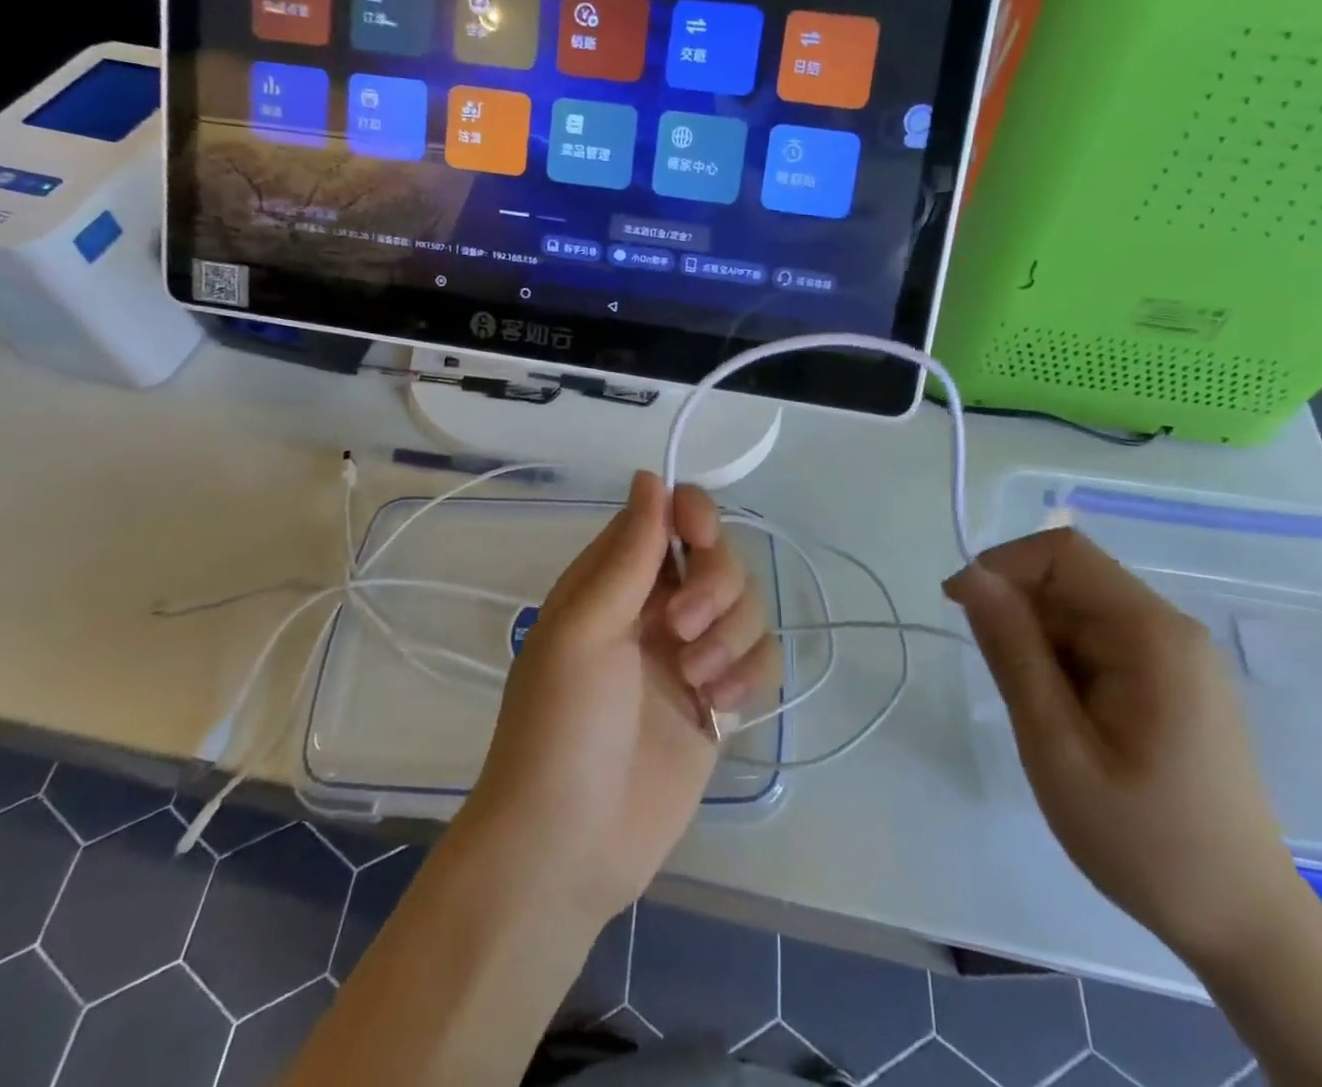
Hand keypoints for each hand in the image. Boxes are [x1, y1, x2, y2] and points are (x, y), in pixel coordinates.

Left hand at [457, 472, 779, 929]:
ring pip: (747, 605)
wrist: (569, 846)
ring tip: (697, 682)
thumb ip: (627, 553)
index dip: (693, 516)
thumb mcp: (585, 628)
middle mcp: (656, 607)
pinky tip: (720, 708)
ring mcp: (690, 654)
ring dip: (732, 635)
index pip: (668, 517)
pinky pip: (761, 658)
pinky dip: (751, 673)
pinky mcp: (719, 700)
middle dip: (715, 585)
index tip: (700, 537)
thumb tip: (650, 475)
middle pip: (719, 557)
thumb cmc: (561, 726)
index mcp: (615, 580)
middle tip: (683, 630)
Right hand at [944, 528, 1308, 965]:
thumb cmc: (1144, 841)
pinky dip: (1062, 663)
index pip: (1062, 553)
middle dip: (1019, 614)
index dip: (1002, 565)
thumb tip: (972, 577)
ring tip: (1040, 715)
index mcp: (1151, 634)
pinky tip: (1065, 718)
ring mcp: (1175, 653)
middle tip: (1004, 686)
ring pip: (1078, 611)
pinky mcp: (1172, 678)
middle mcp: (1169, 628)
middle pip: (1070, 580)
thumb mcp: (1057, 748)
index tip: (959, 609)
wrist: (1244, 925)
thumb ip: (1014, 654)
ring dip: (1039, 643)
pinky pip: (1098, 640)